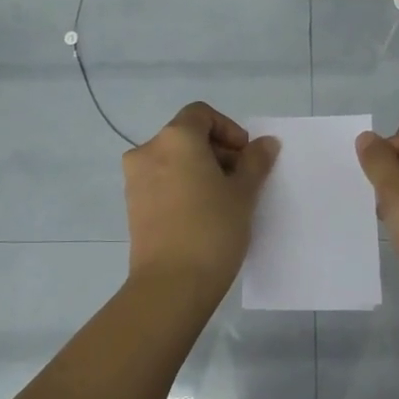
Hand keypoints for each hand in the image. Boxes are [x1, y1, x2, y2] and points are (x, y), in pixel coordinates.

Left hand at [123, 102, 279, 298]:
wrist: (171, 284)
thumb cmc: (212, 229)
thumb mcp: (243, 193)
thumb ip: (255, 162)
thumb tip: (265, 143)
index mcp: (175, 138)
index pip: (201, 114)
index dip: (228, 130)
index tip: (245, 157)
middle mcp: (148, 151)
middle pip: (186, 136)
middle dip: (216, 152)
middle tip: (241, 181)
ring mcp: (135, 180)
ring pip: (173, 161)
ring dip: (199, 171)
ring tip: (223, 201)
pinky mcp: (132, 206)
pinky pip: (162, 183)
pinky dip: (182, 188)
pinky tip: (202, 216)